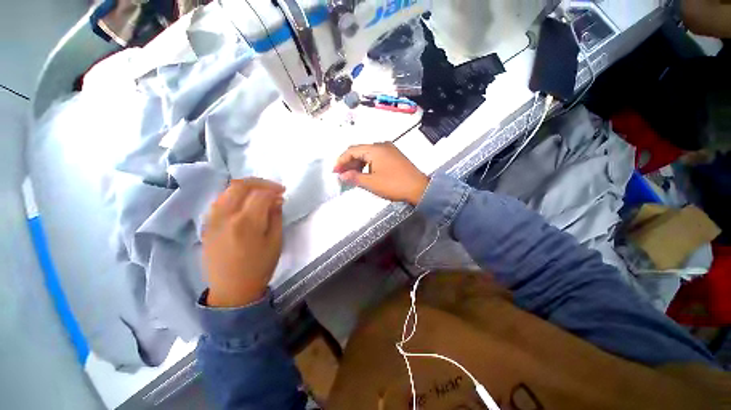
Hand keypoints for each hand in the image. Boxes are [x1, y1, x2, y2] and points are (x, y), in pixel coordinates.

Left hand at [202, 178, 284, 307]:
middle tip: (272, 188)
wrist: (232, 289)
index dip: (274, 189)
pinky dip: (234, 196)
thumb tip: (276, 199)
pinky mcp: (206, 225)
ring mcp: (212, 219)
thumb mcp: (275, 242)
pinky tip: (244, 203)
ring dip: (245, 187)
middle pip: (240, 185)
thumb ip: (276, 217)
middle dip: (259, 182)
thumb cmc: (259, 267)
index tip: (283, 192)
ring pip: (227, 190)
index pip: (260, 194)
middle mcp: (226, 216)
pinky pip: (219, 201)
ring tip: (259, 194)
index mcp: (246, 222)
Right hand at [334, 142, 429, 205]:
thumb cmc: (394, 185)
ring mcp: (389, 150)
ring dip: (358, 164)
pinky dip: (367, 164)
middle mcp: (382, 145)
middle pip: (360, 151)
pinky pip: (376, 157)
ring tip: (352, 176)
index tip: (335, 171)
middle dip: (349, 162)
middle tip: (341, 175)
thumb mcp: (372, 183)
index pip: (352, 150)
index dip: (341, 161)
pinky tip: (365, 173)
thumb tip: (341, 175)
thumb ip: (354, 178)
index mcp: (375, 149)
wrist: (419, 188)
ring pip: (368, 154)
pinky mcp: (394, 156)